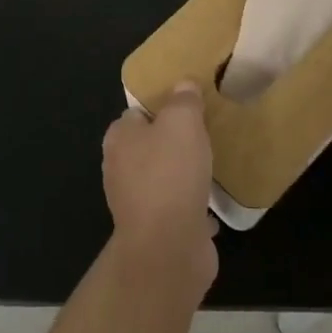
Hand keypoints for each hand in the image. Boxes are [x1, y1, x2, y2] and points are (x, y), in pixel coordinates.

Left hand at [103, 83, 217, 292]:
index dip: (162, 106)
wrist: (168, 248)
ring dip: (184, 175)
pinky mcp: (156, 230)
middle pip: (150, 145)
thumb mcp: (182, 122)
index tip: (189, 106)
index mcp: (119, 138)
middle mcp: (121, 168)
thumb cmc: (170, 175)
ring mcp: (137, 202)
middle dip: (174, 142)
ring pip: (163, 178)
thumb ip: (183, 100)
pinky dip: (192, 206)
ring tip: (211, 167)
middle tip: (205, 135)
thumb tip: (184, 84)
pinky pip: (177, 209)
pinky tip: (212, 205)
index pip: (138, 113)